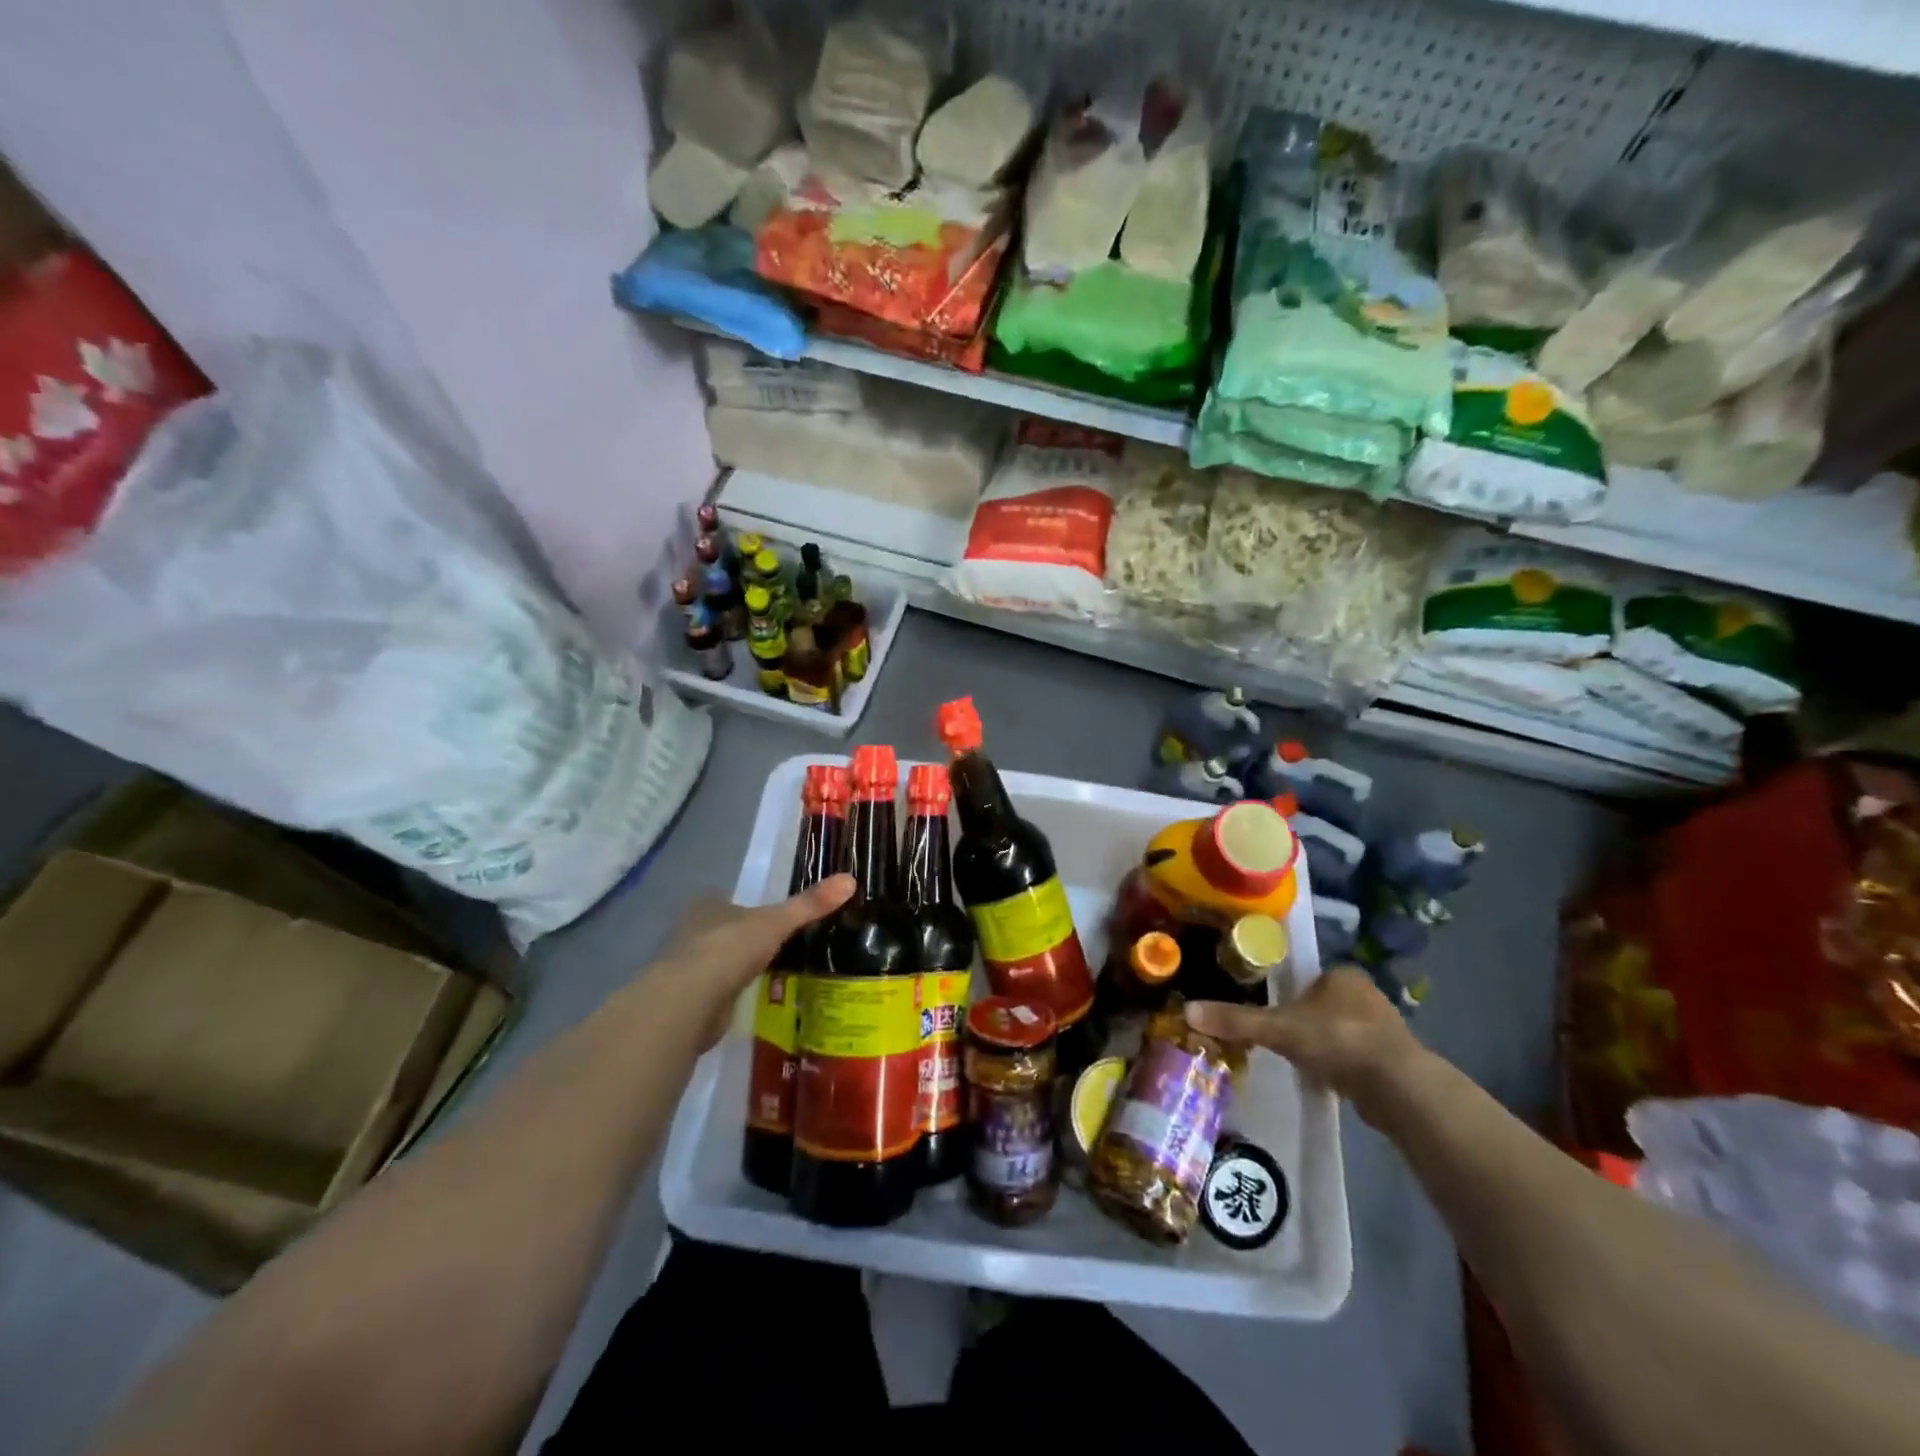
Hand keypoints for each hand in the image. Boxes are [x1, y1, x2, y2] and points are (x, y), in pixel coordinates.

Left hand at [652, 875, 855, 1051]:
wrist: (688, 1003)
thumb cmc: (729, 949)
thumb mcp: (777, 922)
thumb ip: (810, 904)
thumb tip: (850, 879)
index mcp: (707, 906)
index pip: (731, 902)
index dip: (750, 909)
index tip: (773, 919)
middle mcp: (692, 932)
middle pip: (724, 931)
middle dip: (745, 940)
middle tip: (779, 946)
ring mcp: (687, 968)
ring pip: (720, 962)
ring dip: (739, 968)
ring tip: (772, 973)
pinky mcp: (690, 1001)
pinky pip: (718, 991)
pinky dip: (733, 994)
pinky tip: (753, 999)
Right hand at [1186, 965, 1426, 1124]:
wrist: (1398, 1087)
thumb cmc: (1336, 1041)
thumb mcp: (1277, 1029)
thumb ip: (1235, 1020)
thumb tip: (1187, 1010)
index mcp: (1341, 975)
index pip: (1307, 979)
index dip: (1288, 996)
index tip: (1273, 1016)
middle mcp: (1367, 994)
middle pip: (1324, 1005)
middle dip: (1306, 1022)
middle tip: (1283, 1041)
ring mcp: (1385, 1027)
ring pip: (1342, 1031)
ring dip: (1325, 1045)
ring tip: (1303, 1062)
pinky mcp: (1396, 1060)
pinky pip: (1358, 1056)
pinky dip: (1342, 1065)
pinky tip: (1330, 1080)